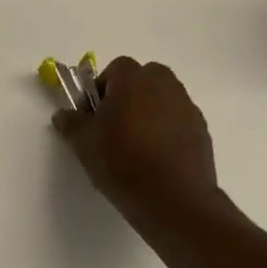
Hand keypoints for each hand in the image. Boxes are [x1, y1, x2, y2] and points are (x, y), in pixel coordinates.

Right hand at [53, 57, 223, 233]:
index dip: (102, 87)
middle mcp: (165, 86)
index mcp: (134, 80)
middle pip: (144, 78)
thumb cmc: (121, 161)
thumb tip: (64, 115)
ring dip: (148, 111)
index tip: (94, 113)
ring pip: (162, 99)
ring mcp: (187, 108)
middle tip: (114, 124)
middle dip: (128, 94)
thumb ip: (71, 122)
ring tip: (134, 144)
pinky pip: (177, 121)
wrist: (173, 199)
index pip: (117, 68)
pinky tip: (155, 158)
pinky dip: (166, 130)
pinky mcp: (202, 131)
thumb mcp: (83, 142)